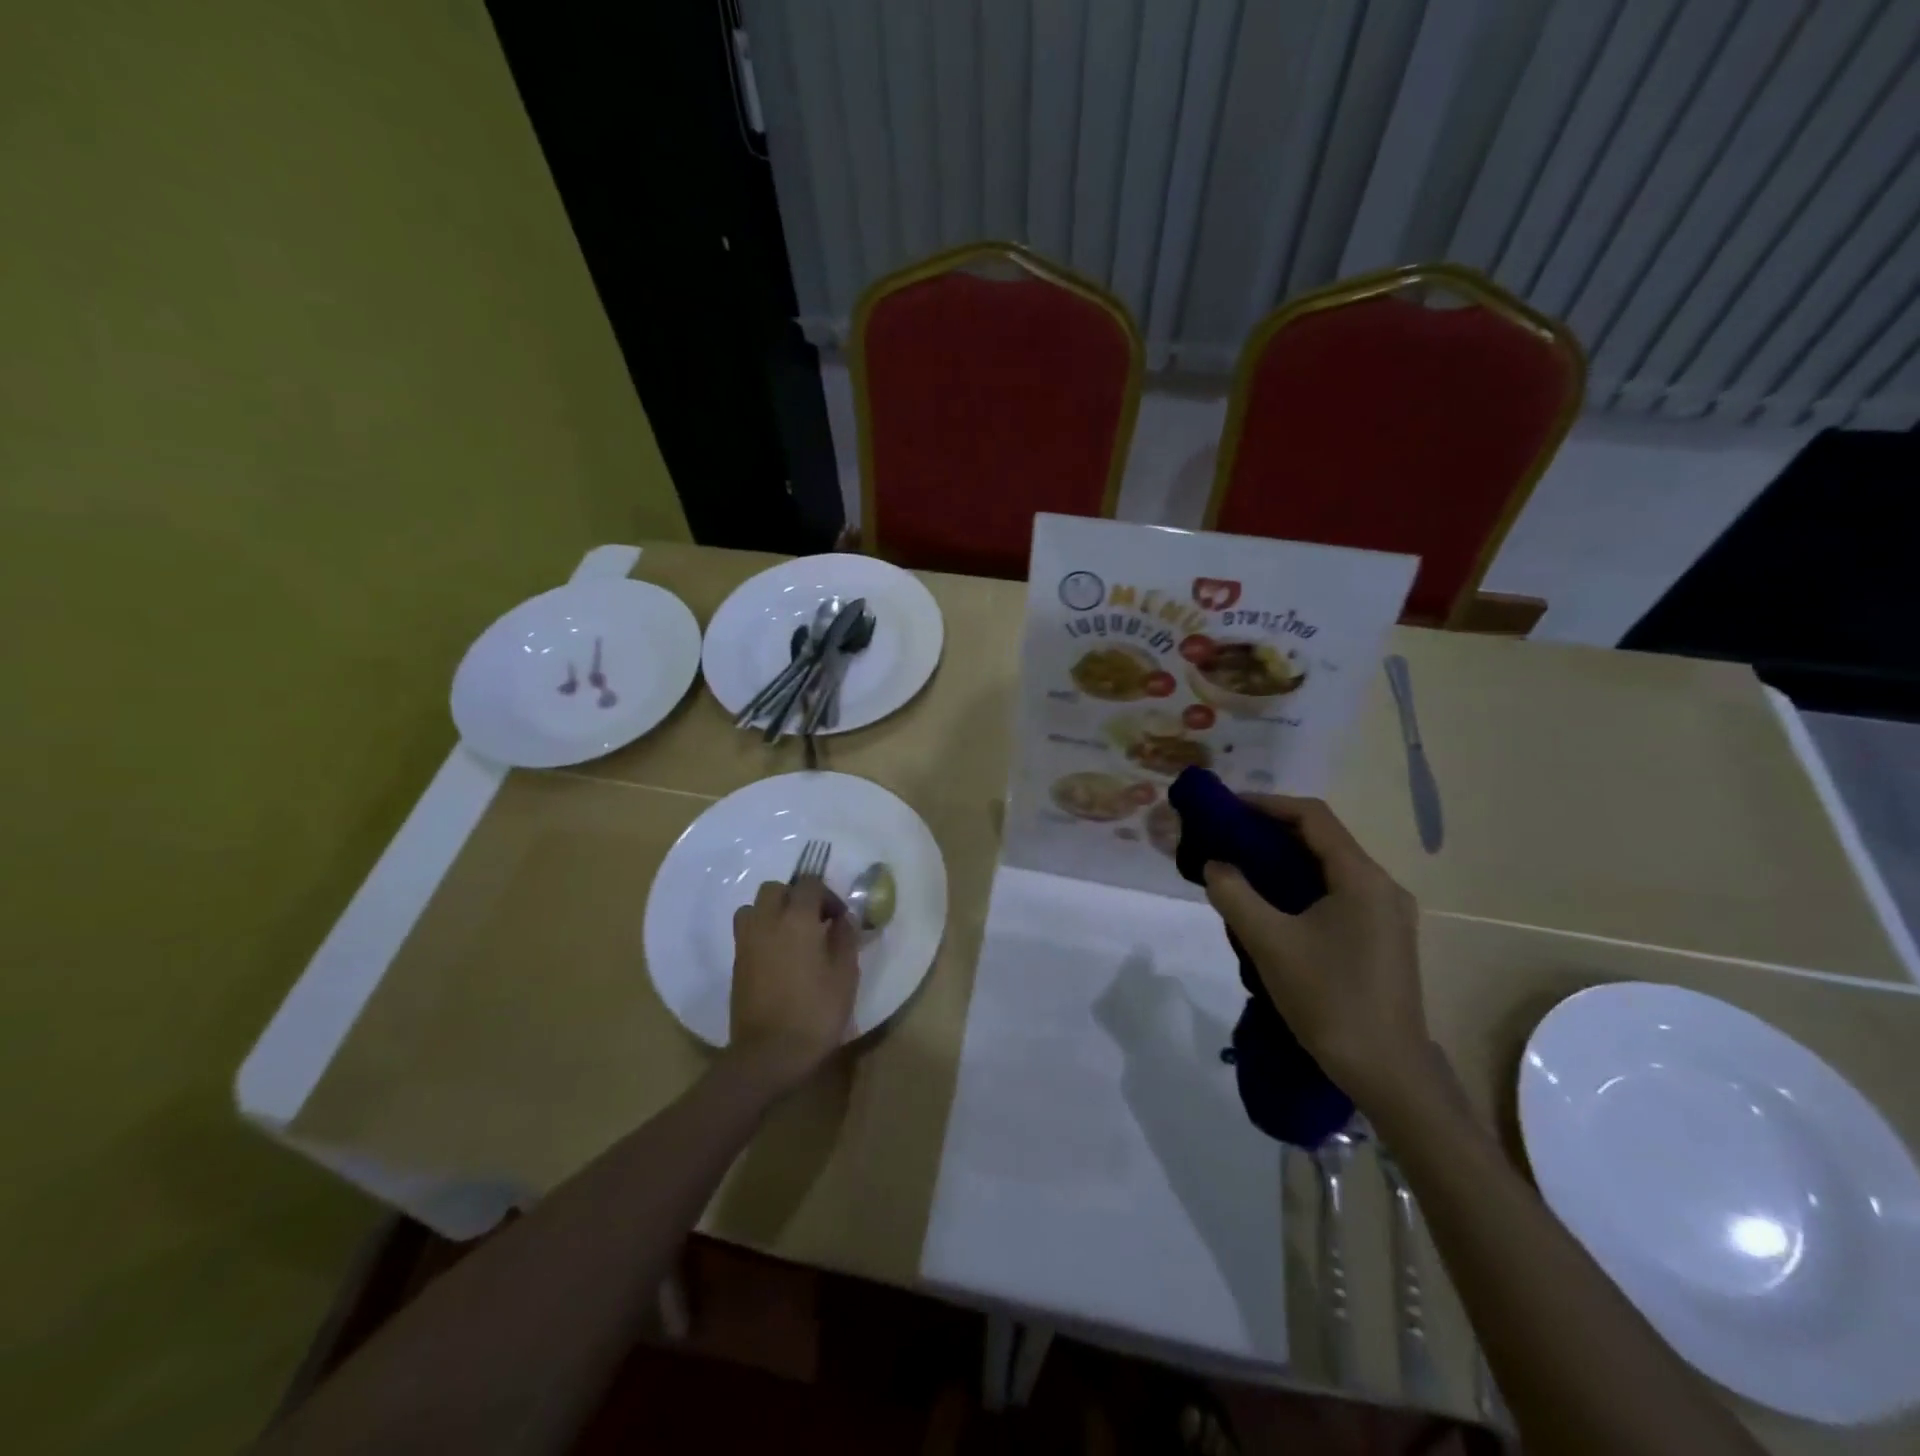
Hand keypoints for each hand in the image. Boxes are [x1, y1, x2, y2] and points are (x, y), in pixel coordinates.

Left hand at [728, 878, 859, 1089]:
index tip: (839, 918)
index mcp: (797, 920)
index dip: (827, 895)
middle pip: (776, 889)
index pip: (809, 884)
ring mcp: (746, 942)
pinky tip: (780, 957)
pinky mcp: (736, 963)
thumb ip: (845, 939)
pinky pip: (747, 931)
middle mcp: (767, 922)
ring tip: (792, 935)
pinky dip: (762, 932)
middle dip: (796, 896)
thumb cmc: (815, 1013)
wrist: (769, 1054)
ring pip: (754, 907)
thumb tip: (843, 919)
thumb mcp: (845, 975)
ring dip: (773, 912)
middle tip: (815, 921)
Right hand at [1201, 795, 1425, 1104]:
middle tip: (1227, 838)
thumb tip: (1215, 864)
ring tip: (1243, 869)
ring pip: (1330, 869)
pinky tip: (1274, 907)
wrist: (1387, 1073)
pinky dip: (1302, 887)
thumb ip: (1235, 895)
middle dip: (1272, 833)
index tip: (1227, 808)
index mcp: (1362, 878)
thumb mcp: (1270, 943)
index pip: (1313, 818)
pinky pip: (1338, 895)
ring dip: (1286, 862)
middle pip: (1323, 840)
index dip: (1268, 804)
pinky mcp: (1384, 939)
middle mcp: (1382, 887)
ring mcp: (1388, 915)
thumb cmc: (1329, 1000)